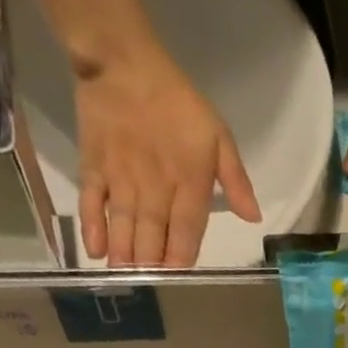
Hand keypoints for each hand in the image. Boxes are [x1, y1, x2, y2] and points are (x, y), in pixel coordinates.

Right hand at [75, 52, 261, 266]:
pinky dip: (93, 227)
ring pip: (125, 226)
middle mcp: (155, 188)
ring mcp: (122, 179)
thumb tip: (254, 218)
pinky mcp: (94, 166)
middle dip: (151, 264)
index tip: (177, 276)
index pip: (187, 232)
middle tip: (148, 286)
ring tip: (124, 277)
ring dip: (125, 255)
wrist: (123, 61)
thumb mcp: (219, 137)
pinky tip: (96, 251)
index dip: (181, 257)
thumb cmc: (178, 102)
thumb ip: (237, 181)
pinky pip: (93, 202)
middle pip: (153, 235)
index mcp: (189, 184)